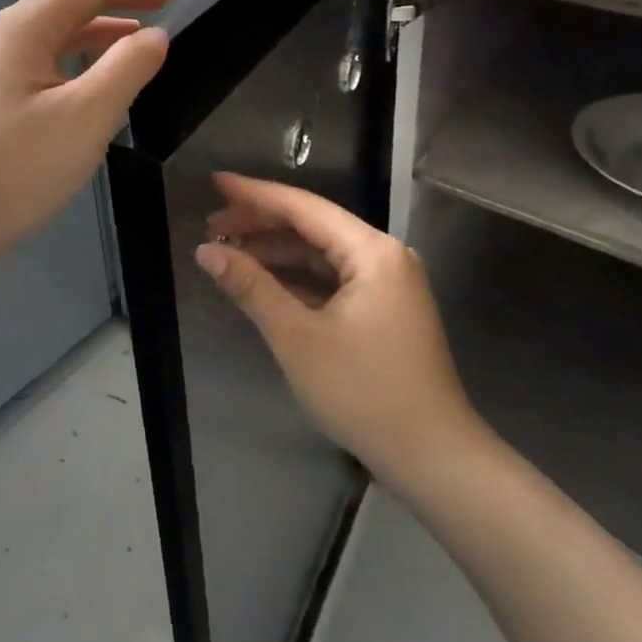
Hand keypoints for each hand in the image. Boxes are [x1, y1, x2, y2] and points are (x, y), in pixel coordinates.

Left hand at [0, 0, 184, 276]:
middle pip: (66, 6)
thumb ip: (128, 67)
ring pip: (51, 40)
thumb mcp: (86, 116)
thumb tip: (155, 35)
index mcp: (22, 29)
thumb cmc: (14, 168)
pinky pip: (39, 69)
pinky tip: (90, 93)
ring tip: (136, 49)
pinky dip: (75, 66)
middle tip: (165, 12)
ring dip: (97, 36)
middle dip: (119, 4)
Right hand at [196, 173, 477, 486]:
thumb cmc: (363, 393)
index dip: (255, 194)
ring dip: (278, 250)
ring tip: (230, 249)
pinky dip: (299, 276)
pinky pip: (334, 277)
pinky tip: (265, 279)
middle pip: (313, 225)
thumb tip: (208, 252)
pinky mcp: (386, 307)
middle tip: (213, 224)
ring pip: (323, 252)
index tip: (216, 182)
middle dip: (262, 222)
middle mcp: (385, 255)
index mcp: (372, 251)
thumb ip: (251, 287)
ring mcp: (388, 282)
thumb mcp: (297, 338)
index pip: (303, 207)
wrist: (433, 458)